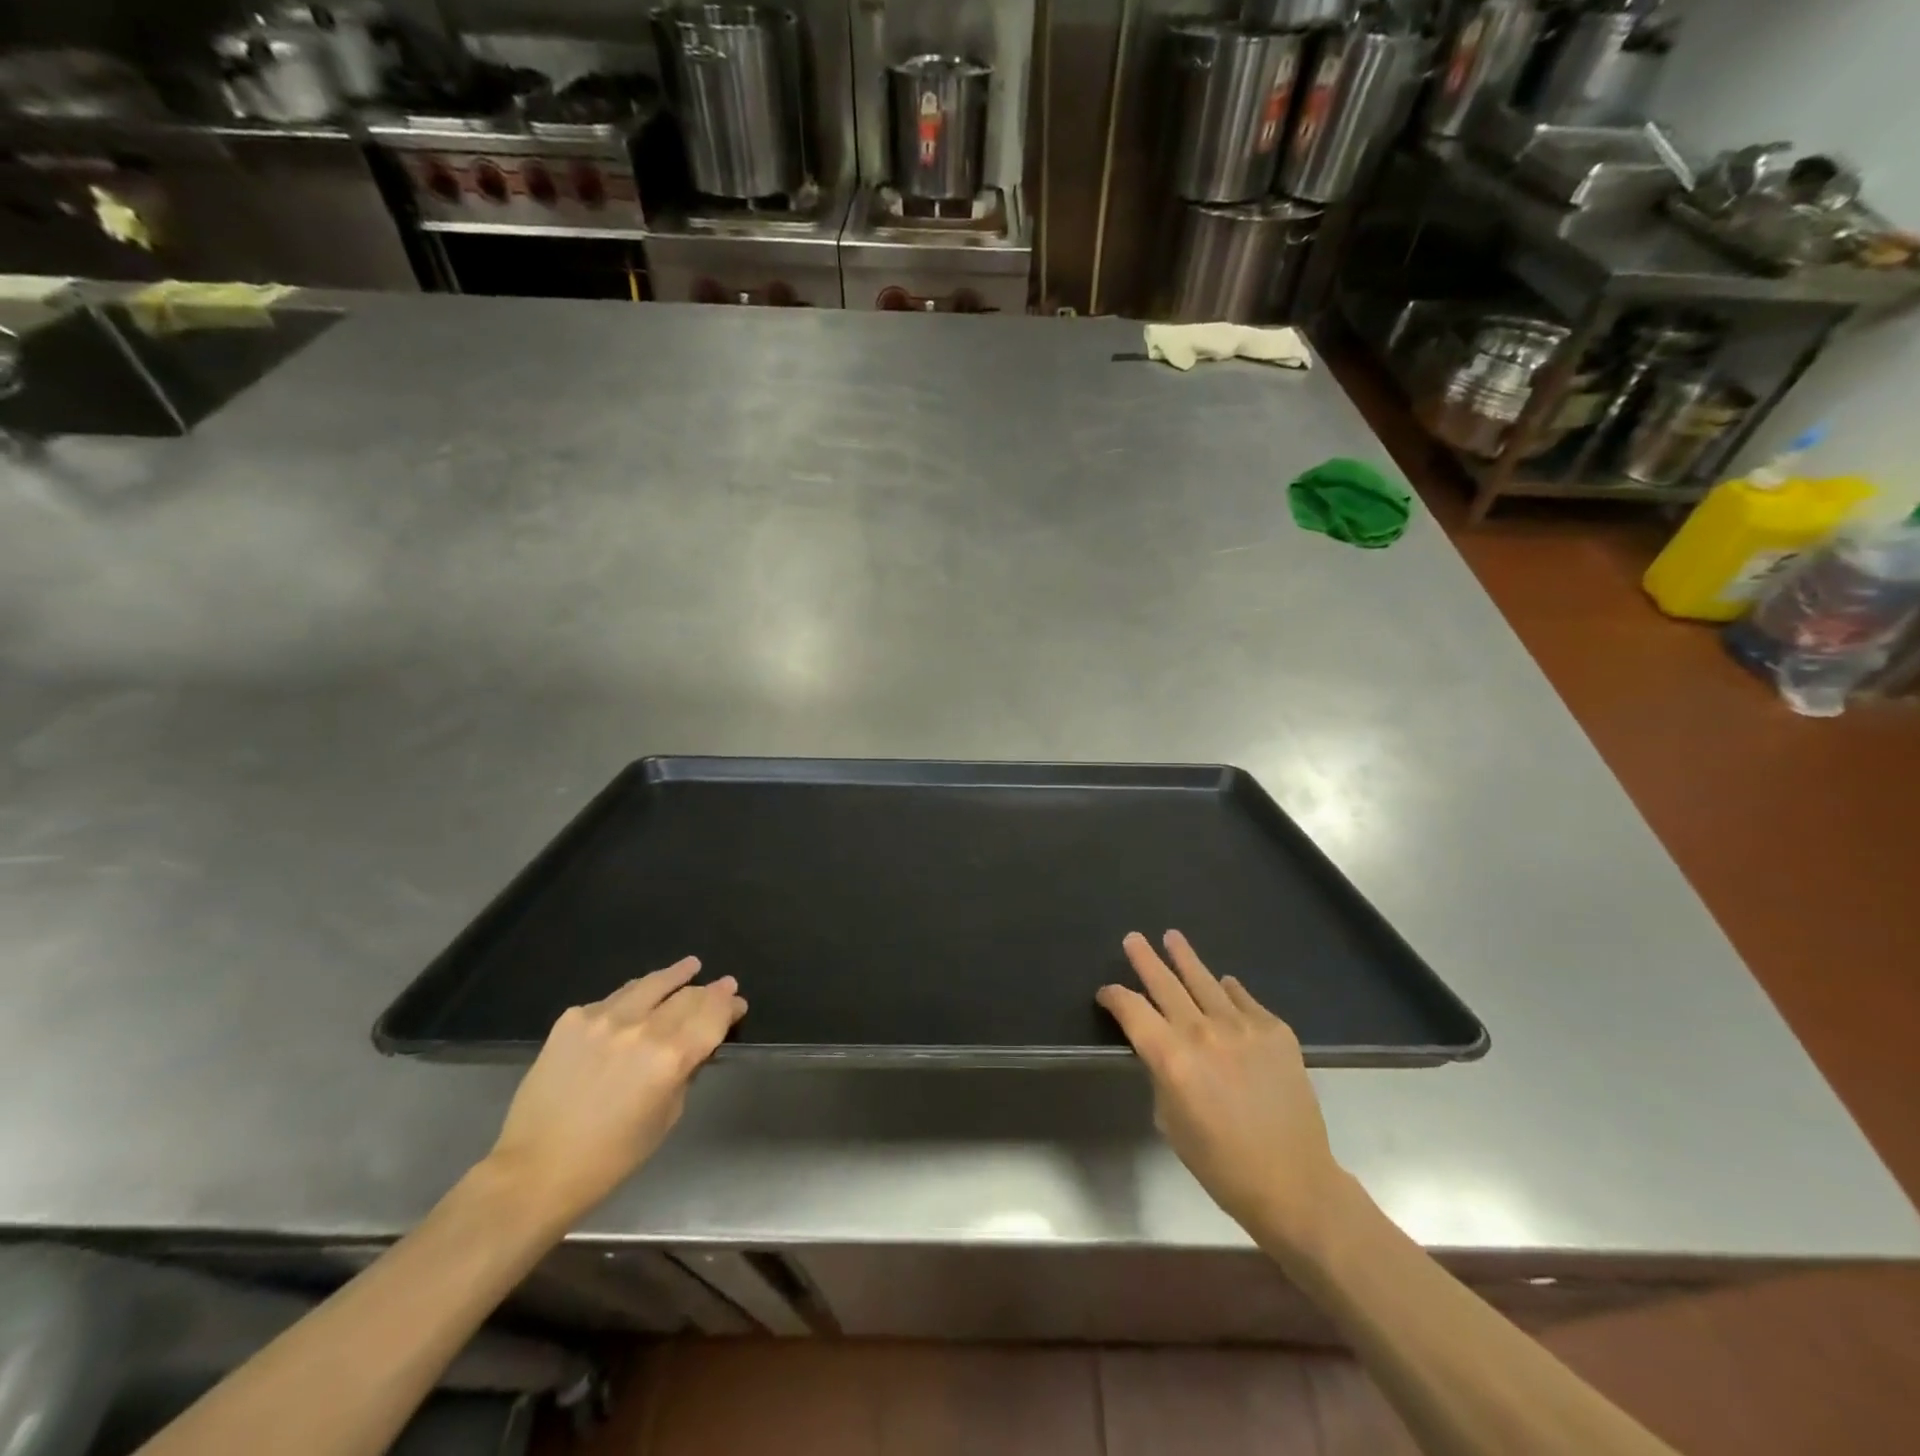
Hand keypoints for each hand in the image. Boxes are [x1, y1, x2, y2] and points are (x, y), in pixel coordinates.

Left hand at [480, 957, 746, 1227]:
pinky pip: (614, 997)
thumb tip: (698, 1044)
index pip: (713, 1015)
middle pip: (687, 995)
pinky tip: (639, 996)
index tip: (737, 1003)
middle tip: (722, 985)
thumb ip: (686, 1072)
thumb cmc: (611, 1156)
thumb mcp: (667, 1116)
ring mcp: (604, 1018)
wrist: (535, 1169)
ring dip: (676, 975)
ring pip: (651, 984)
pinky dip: (634, 995)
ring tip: (690, 966)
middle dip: (710, 991)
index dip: (729, 1005)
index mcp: (671, 1057)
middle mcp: (642, 1028)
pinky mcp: (574, 1018)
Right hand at [1098, 931, 1352, 1260]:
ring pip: (1205, 980)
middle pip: (1165, 984)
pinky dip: (1228, 990)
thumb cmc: (1220, 1163)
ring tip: (1172, 937)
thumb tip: (1165, 1048)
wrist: (1293, 1182)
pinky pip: (1243, 999)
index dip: (1114, 997)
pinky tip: (1223, 983)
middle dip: (1145, 959)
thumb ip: (1162, 1073)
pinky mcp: (1275, 1030)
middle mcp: (1203, 1032)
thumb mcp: (1170, 1120)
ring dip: (1185, 958)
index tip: (1106, 993)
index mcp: (1171, 1057)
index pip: (1132, 1010)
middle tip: (1133, 938)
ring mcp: (1243, 1026)